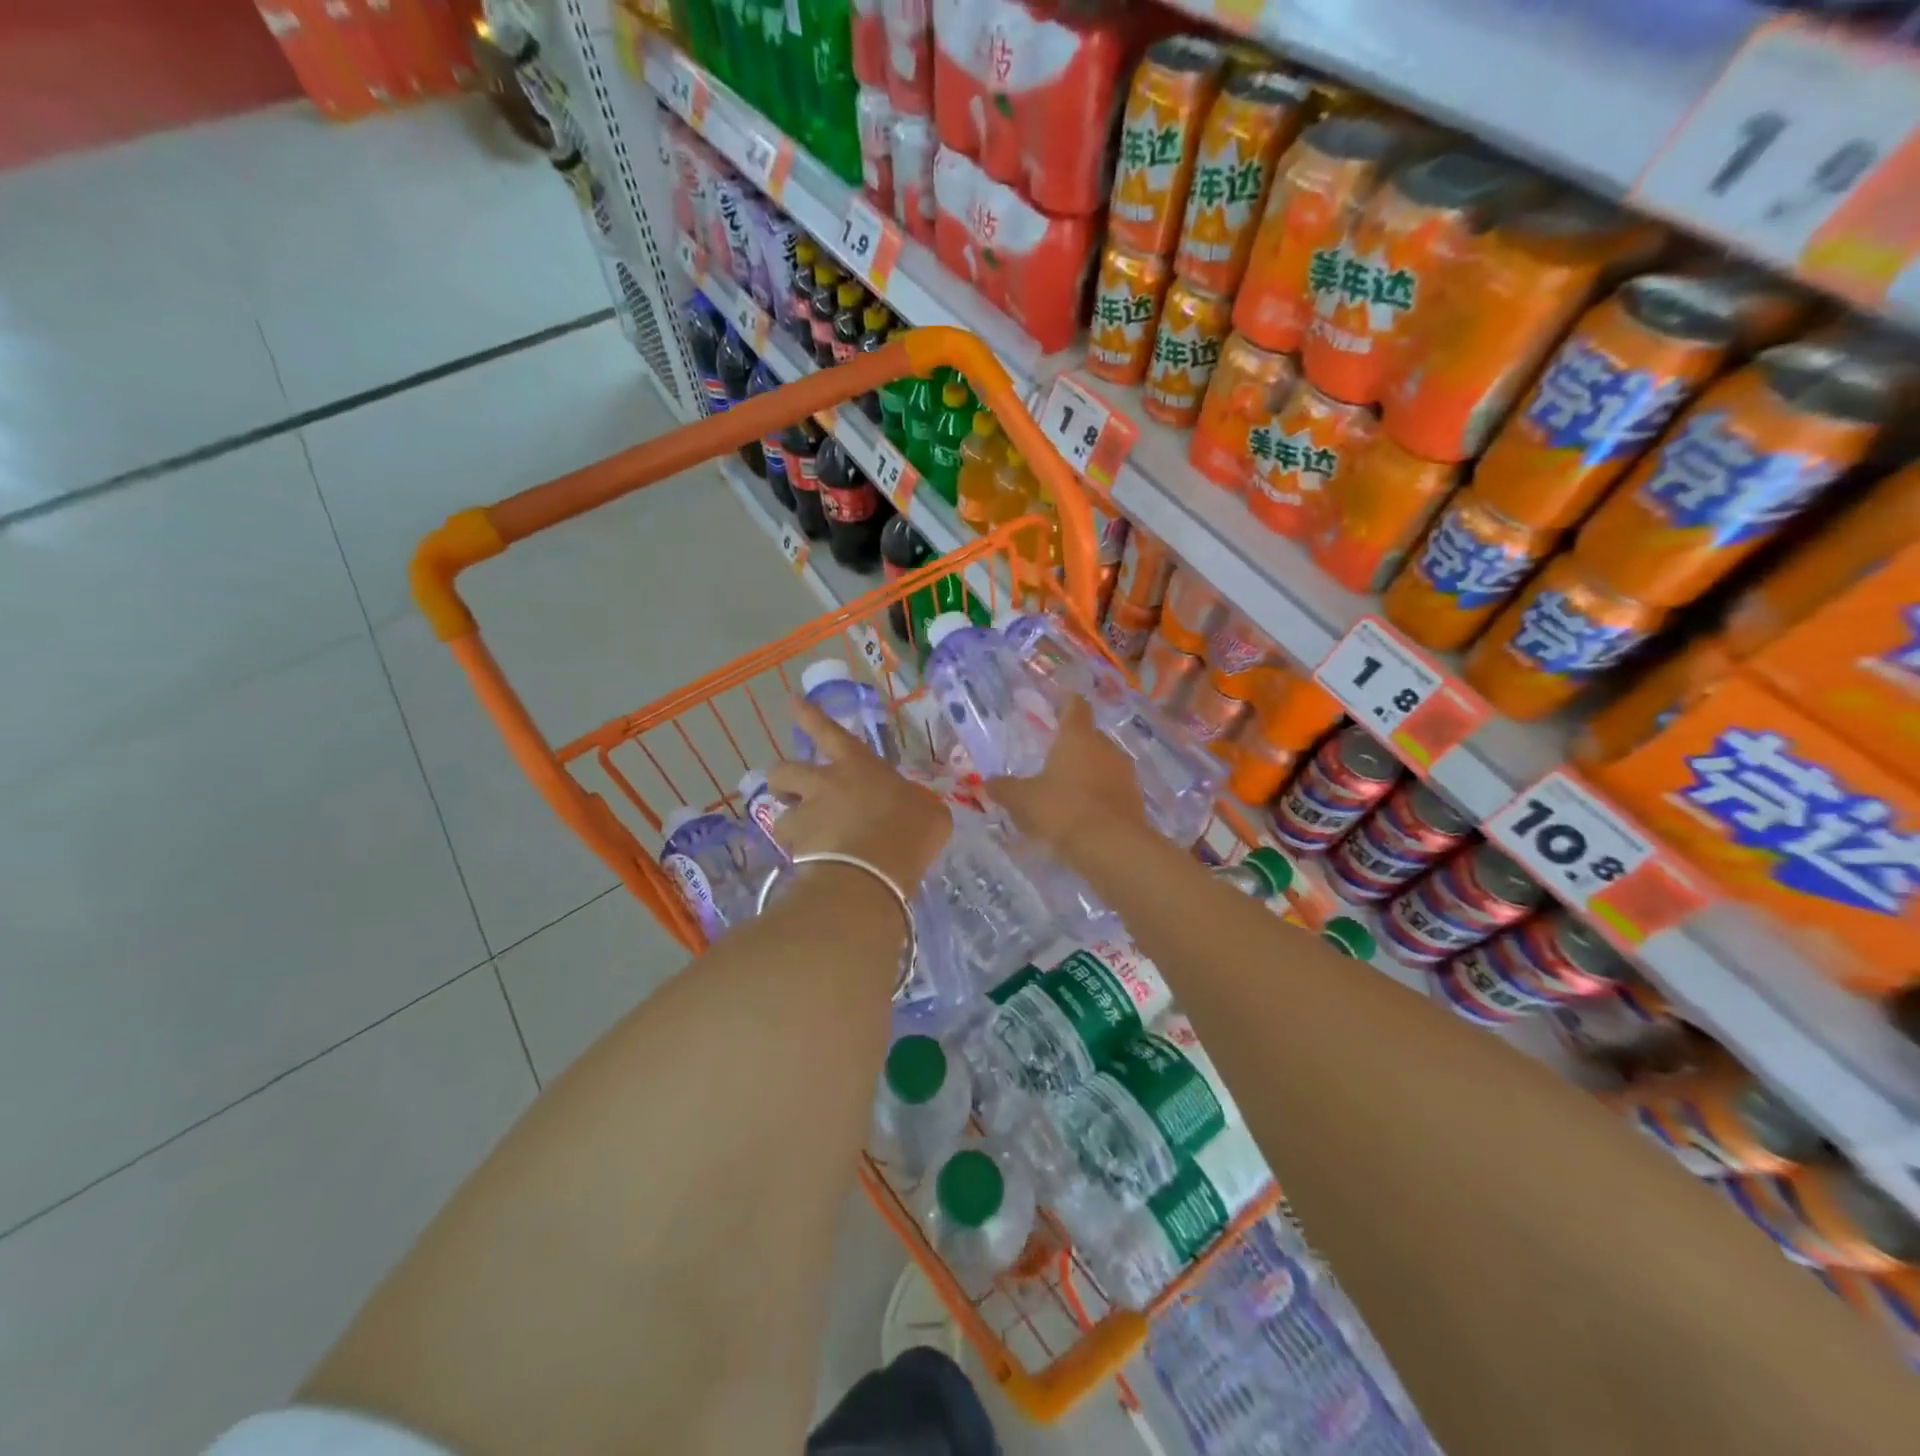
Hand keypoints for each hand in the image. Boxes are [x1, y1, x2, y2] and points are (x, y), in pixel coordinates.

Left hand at [766, 701, 951, 891]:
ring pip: (779, 813)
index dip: (810, 716)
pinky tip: (812, 869)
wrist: (873, 875)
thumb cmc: (909, 834)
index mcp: (858, 766)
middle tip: (791, 794)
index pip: (828, 731)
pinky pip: (790, 849)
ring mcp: (806, 816)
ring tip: (803, 838)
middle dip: (783, 779)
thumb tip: (916, 808)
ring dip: (789, 821)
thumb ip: (917, 805)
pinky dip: (798, 856)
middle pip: (784, 769)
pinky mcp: (796, 849)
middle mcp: (824, 784)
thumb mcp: (931, 813)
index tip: (792, 702)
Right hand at [989, 695, 1146, 858]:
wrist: (1111, 846)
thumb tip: (990, 782)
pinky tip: (1085, 814)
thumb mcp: (1023, 800)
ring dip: (1089, 773)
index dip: (1067, 703)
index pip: (1075, 707)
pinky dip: (1100, 796)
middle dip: (1074, 746)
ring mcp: (1124, 773)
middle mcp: (1105, 747)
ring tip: (1068, 791)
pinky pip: (1113, 790)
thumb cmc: (1062, 810)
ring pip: (1103, 764)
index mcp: (1077, 737)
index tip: (1060, 704)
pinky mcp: (1135, 800)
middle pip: (1090, 737)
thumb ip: (1005, 789)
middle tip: (1054, 759)